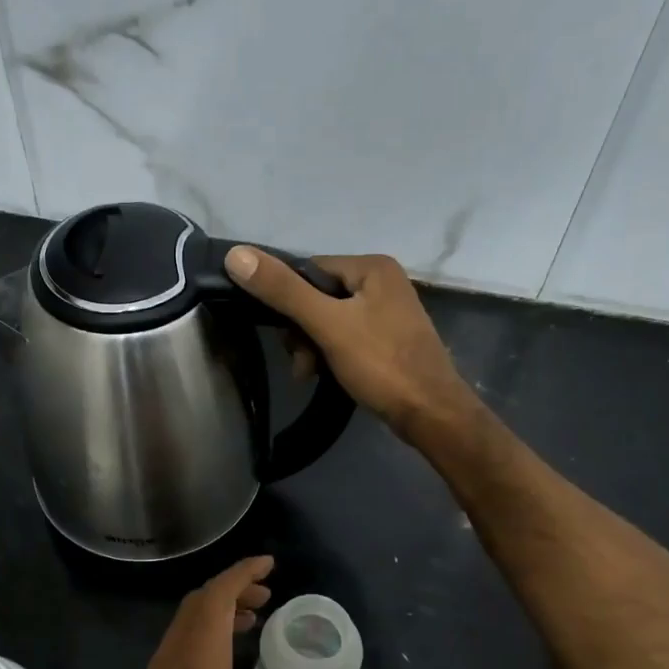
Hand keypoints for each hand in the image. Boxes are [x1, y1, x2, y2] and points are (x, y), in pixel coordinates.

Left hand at [75, 557, 346, 668]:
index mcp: (196, 663)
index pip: (216, 597)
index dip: (242, 573)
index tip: (269, 563)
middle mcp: (171, 660)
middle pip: (198, 604)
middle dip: (233, 590)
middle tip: (268, 595)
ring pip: (185, 626)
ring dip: (217, 614)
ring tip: (252, 623)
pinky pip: (177, 648)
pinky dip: (203, 637)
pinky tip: (221, 667)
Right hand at [225, 247, 477, 442]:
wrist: (431, 413)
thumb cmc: (381, 364)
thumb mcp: (327, 325)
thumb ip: (283, 291)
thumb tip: (236, 255)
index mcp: (371, 267)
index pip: (308, 270)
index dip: (288, 302)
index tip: (286, 336)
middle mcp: (382, 281)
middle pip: (317, 296)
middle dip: (301, 331)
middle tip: (302, 363)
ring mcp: (387, 311)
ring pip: (329, 320)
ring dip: (312, 347)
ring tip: (311, 374)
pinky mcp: (388, 339)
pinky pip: (346, 337)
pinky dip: (331, 355)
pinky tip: (326, 376)